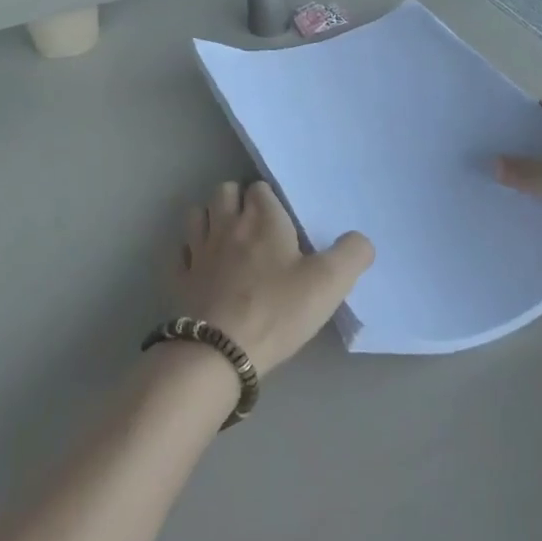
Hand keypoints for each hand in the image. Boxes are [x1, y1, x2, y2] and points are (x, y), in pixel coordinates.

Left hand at [176, 181, 373, 375]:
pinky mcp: (180, 279)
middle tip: (254, 226)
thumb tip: (361, 239)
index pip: (261, 188)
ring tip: (226, 239)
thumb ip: (352, 254)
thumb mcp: (330, 283)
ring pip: (197, 215)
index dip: (271, 200)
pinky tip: (201, 266)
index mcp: (263, 219)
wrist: (220, 352)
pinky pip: (179, 252)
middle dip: (237, 200)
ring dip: (210, 219)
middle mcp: (228, 225)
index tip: (282, 222)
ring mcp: (199, 251)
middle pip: (224, 191)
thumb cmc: (278, 310)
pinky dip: (188, 252)